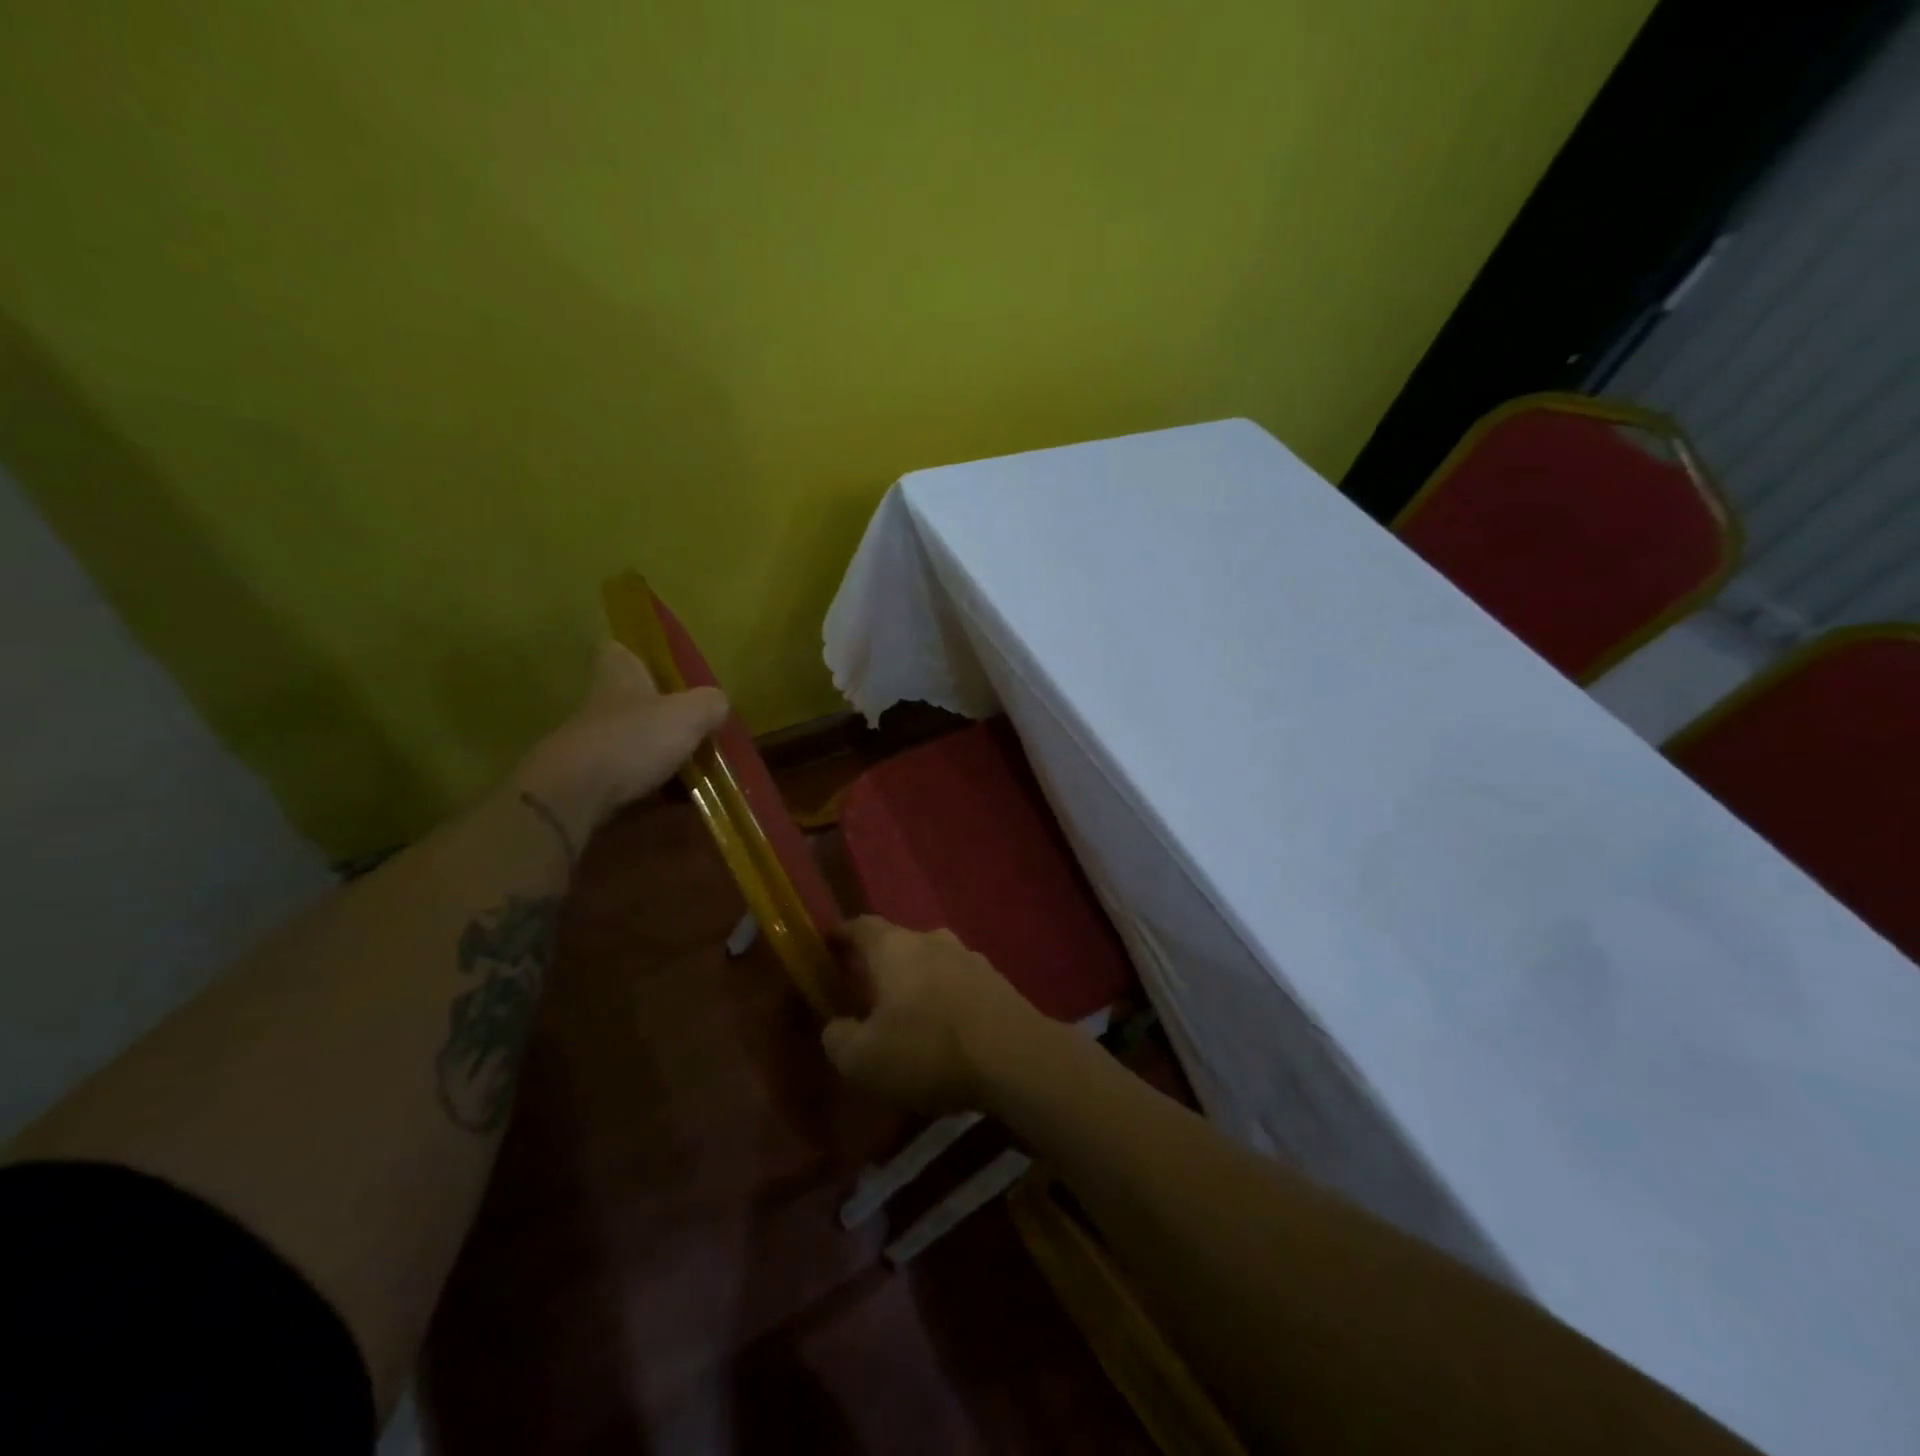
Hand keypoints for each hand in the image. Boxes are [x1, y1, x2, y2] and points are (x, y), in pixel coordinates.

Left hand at [514, 641, 728, 840]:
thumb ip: (710, 703)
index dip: (639, 654)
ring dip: (658, 752)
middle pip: (629, 699)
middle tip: (696, 725)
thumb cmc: (632, 741)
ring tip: (696, 768)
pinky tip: (677, 799)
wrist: (574, 797)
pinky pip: (627, 779)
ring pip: (631, 741)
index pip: (618, 650)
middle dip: (659, 711)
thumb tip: (718, 703)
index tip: (663, 668)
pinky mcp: (588, 782)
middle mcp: (600, 706)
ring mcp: (591, 745)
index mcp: (619, 677)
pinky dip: (651, 787)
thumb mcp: (688, 714)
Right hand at [821, 918, 1047, 1114]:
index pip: (861, 926)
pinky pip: (959, 985)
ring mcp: (970, 958)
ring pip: (932, 964)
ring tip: (908, 1017)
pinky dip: (946, 1001)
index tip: (827, 945)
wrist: (1015, 1058)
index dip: (841, 935)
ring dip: (917, 984)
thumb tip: (837, 1025)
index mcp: (895, 947)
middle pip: (898, 944)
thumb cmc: (927, 1050)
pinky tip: (945, 1032)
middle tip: (866, 993)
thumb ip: (838, 1038)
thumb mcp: (862, 1060)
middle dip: (881, 966)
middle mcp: (933, 940)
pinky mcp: (998, 982)